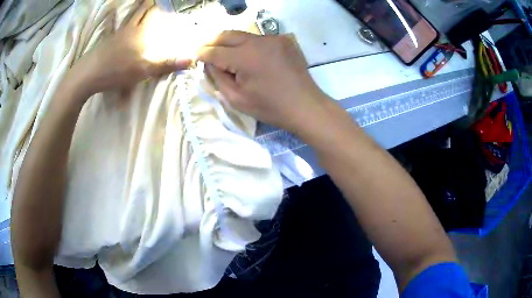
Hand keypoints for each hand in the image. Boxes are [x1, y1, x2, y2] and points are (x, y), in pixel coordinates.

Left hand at [71, 0, 190, 97]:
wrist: (88, 75)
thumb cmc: (117, 70)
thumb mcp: (144, 69)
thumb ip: (166, 63)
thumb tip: (192, 59)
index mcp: (141, 32)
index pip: (155, 14)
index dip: (164, 8)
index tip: (171, 4)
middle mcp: (131, 28)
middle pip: (143, 11)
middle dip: (151, 5)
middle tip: (157, 3)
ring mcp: (118, 33)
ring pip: (131, 16)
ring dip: (139, 9)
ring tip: (146, 4)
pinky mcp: (109, 40)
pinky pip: (118, 25)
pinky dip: (121, 19)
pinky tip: (117, 13)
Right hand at [197, 31, 327, 131]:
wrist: (305, 106)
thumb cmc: (270, 107)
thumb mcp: (237, 99)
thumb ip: (218, 77)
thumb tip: (209, 63)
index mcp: (245, 57)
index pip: (214, 51)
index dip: (201, 54)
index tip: (195, 57)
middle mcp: (258, 41)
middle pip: (226, 35)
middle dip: (212, 42)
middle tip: (205, 51)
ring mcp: (273, 38)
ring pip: (242, 34)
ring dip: (229, 42)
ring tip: (223, 53)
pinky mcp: (283, 41)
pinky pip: (257, 38)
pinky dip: (247, 45)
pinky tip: (247, 56)